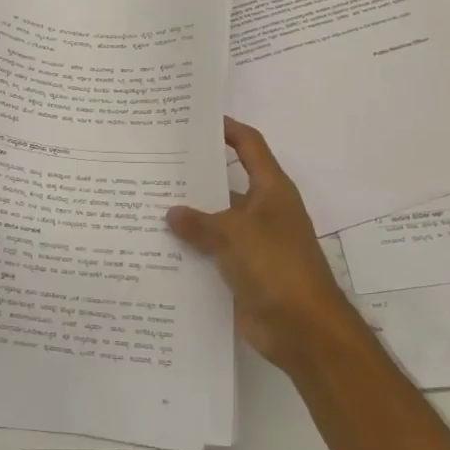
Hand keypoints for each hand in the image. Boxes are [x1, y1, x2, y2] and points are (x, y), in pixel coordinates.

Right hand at [167, 119, 365, 372]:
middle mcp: (262, 211)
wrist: (303, 330)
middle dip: (194, 175)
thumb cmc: (277, 266)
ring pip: (214, 221)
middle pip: (226, 183)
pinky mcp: (242, 273)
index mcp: (271, 190)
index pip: (250, 146)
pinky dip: (190, 250)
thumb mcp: (236, 234)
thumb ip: (200, 222)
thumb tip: (171, 213)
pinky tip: (157, 247)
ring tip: (146, 204)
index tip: (196, 120)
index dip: (228, 129)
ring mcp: (252, 244)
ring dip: (188, 217)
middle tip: (154, 164)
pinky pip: (211, 253)